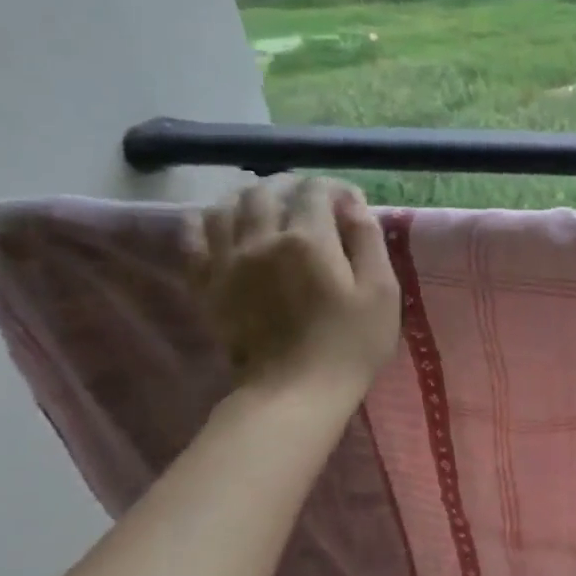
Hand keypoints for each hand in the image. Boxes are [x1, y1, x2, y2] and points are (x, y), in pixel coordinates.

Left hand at [187, 176, 399, 402]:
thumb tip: (353, 204)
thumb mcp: (382, 291)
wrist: (296, 390)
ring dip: (250, 196)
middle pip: (267, 191)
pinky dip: (209, 219)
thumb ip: (368, 241)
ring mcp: (227, 260)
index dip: (336, 188)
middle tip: (311, 198)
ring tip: (269, 205)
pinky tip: (225, 223)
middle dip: (292, 185)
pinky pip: (194, 235)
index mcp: (308, 239)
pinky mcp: (206, 282)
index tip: (351, 202)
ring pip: (227, 205)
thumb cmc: (352, 342)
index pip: (316, 191)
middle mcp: (261, 238)